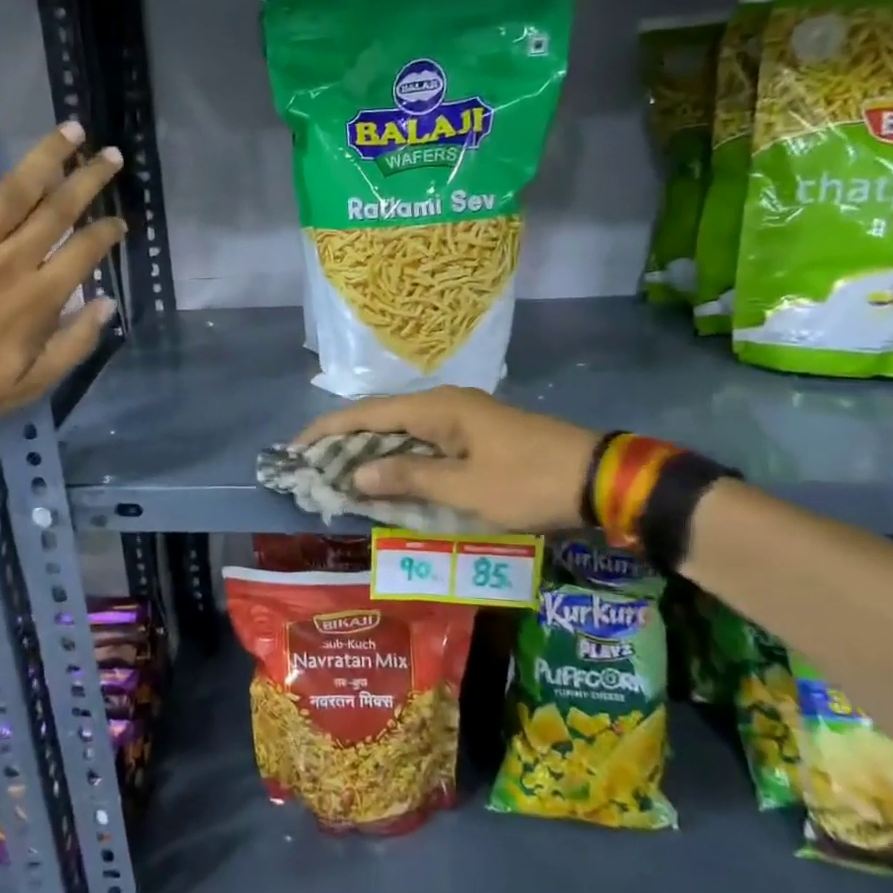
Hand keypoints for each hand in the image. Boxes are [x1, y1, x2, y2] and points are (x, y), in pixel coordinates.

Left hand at [0, 110, 125, 425]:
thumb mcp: (31, 384)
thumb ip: (74, 344)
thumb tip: (106, 304)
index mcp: (38, 299)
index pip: (85, 253)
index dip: (108, 233)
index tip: (120, 222)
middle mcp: (11, 262)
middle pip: (58, 211)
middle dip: (90, 180)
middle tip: (112, 155)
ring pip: (15, 191)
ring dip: (47, 157)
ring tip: (71, 130)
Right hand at [294, 387, 598, 532]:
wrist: (597, 477)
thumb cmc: (527, 482)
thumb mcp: (464, 489)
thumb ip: (407, 478)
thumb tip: (356, 474)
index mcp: (437, 408)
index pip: (366, 413)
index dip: (327, 431)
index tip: (295, 449)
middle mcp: (444, 404)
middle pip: (380, 417)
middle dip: (343, 441)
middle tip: (312, 467)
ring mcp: (462, 417)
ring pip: (401, 430)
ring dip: (370, 450)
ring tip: (339, 473)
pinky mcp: (475, 433)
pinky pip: (423, 441)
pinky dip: (398, 457)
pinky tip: (387, 476)